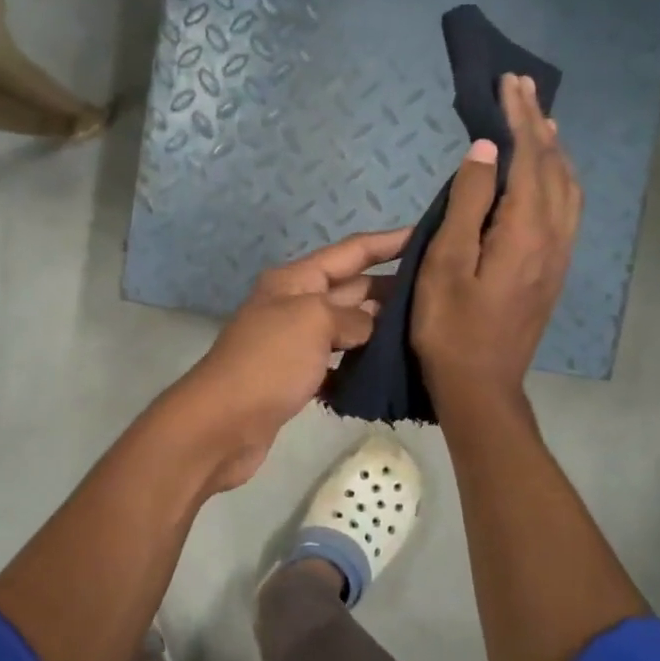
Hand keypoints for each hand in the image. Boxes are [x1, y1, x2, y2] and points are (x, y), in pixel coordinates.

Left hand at [169, 227, 410, 490]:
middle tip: (438, 294)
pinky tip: (387, 373)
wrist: (222, 424)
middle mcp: (295, 305)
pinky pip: (336, 364)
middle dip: (391, 287)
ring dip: (378, 328)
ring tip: (423, 332)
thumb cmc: (269, 362)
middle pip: (351, 288)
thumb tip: (369, 326)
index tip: (428, 236)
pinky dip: (358, 366)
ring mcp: (294, 343)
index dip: (388, 242)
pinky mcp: (295, 378)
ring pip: (346, 328)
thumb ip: (352, 316)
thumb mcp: (314, 322)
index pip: (351, 251)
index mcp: (295, 280)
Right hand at [413, 73, 581, 406]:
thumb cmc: (450, 326)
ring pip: (568, 187)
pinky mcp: (555, 270)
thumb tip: (487, 149)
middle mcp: (554, 235)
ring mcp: (560, 255)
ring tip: (539, 122)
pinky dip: (559, 178)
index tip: (507, 82)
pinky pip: (568, 209)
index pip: (529, 157)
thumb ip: (468, 203)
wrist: (481, 385)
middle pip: (554, 166)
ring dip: (554, 149)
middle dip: (539, 123)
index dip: (520, 117)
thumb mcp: (445, 263)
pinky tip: (546, 176)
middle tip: (521, 88)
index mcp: (525, 230)